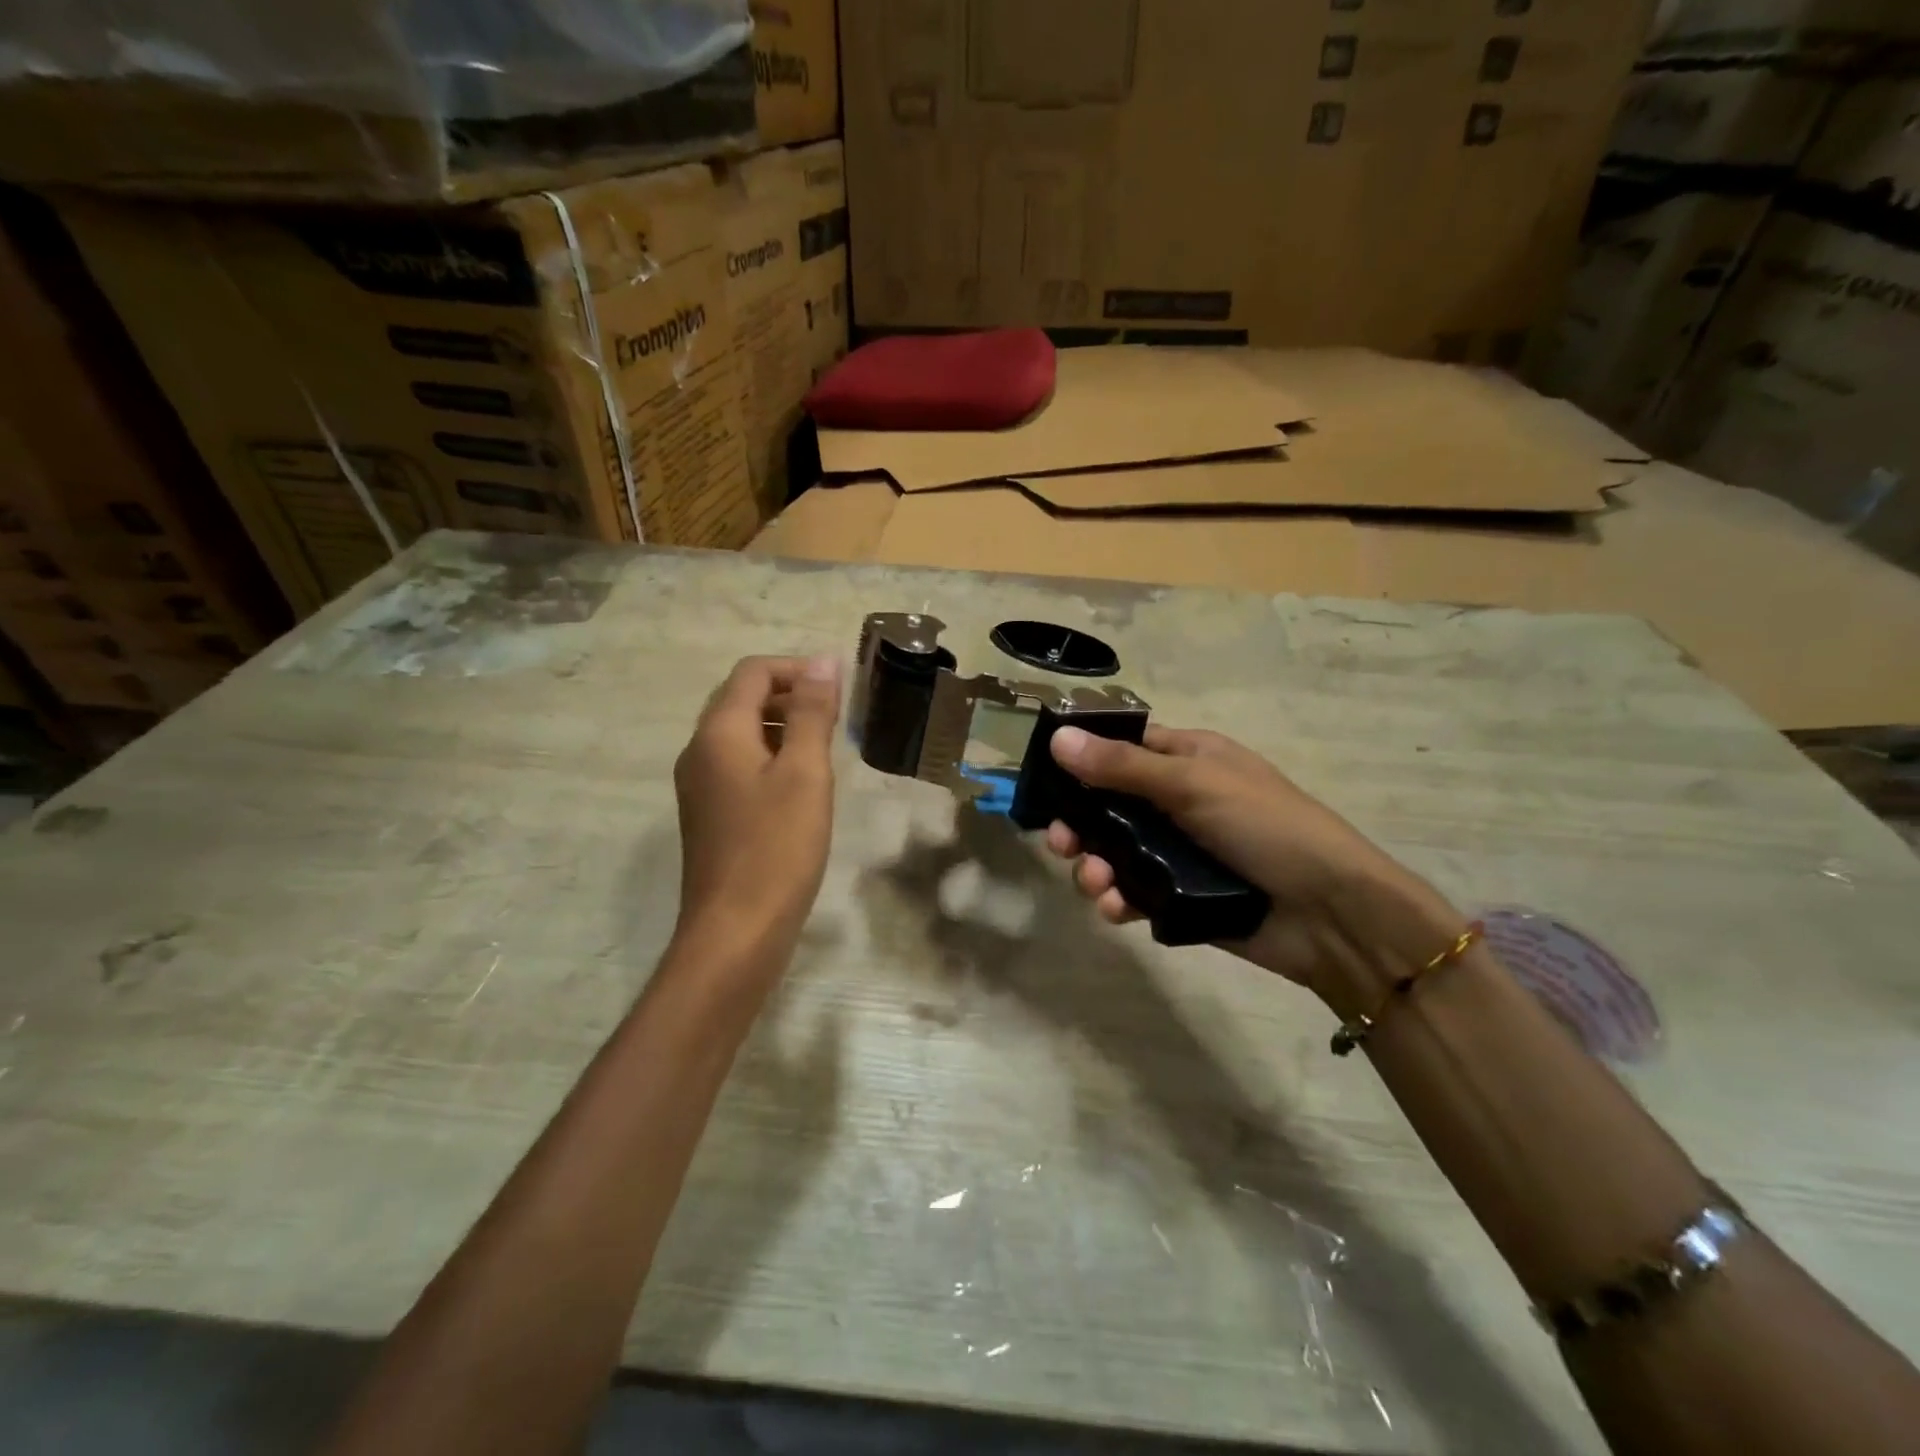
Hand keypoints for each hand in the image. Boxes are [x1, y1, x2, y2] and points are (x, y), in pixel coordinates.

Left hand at [672, 655, 841, 964]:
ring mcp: (700, 785)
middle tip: (836, 718)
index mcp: (718, 733)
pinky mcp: (709, 813)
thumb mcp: (805, 774)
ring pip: (740, 733)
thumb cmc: (777, 848)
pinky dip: (771, 758)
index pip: (752, 673)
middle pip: (741, 699)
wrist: (736, 931)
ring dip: (782, 727)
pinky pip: (739, 765)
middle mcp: (699, 751)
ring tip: (825, 750)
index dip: (797, 669)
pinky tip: (801, 786)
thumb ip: (812, 714)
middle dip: (790, 696)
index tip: (839, 690)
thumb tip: (822, 661)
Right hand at [1043, 725, 1463, 1012]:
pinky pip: (1133, 892)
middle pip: (1108, 806)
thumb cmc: (1266, 827)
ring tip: (1097, 883)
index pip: (1122, 749)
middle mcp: (1178, 802)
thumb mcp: (1193, 784)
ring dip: (1094, 866)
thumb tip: (1058, 737)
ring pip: (1114, 853)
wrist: (1331, 915)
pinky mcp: (1179, 898)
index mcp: (1188, 760)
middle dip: (1080, 824)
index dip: (1082, 761)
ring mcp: (1178, 852)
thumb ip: (1122, 766)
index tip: (1044, 779)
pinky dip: (1118, 899)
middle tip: (1061, 843)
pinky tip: (1116, 909)